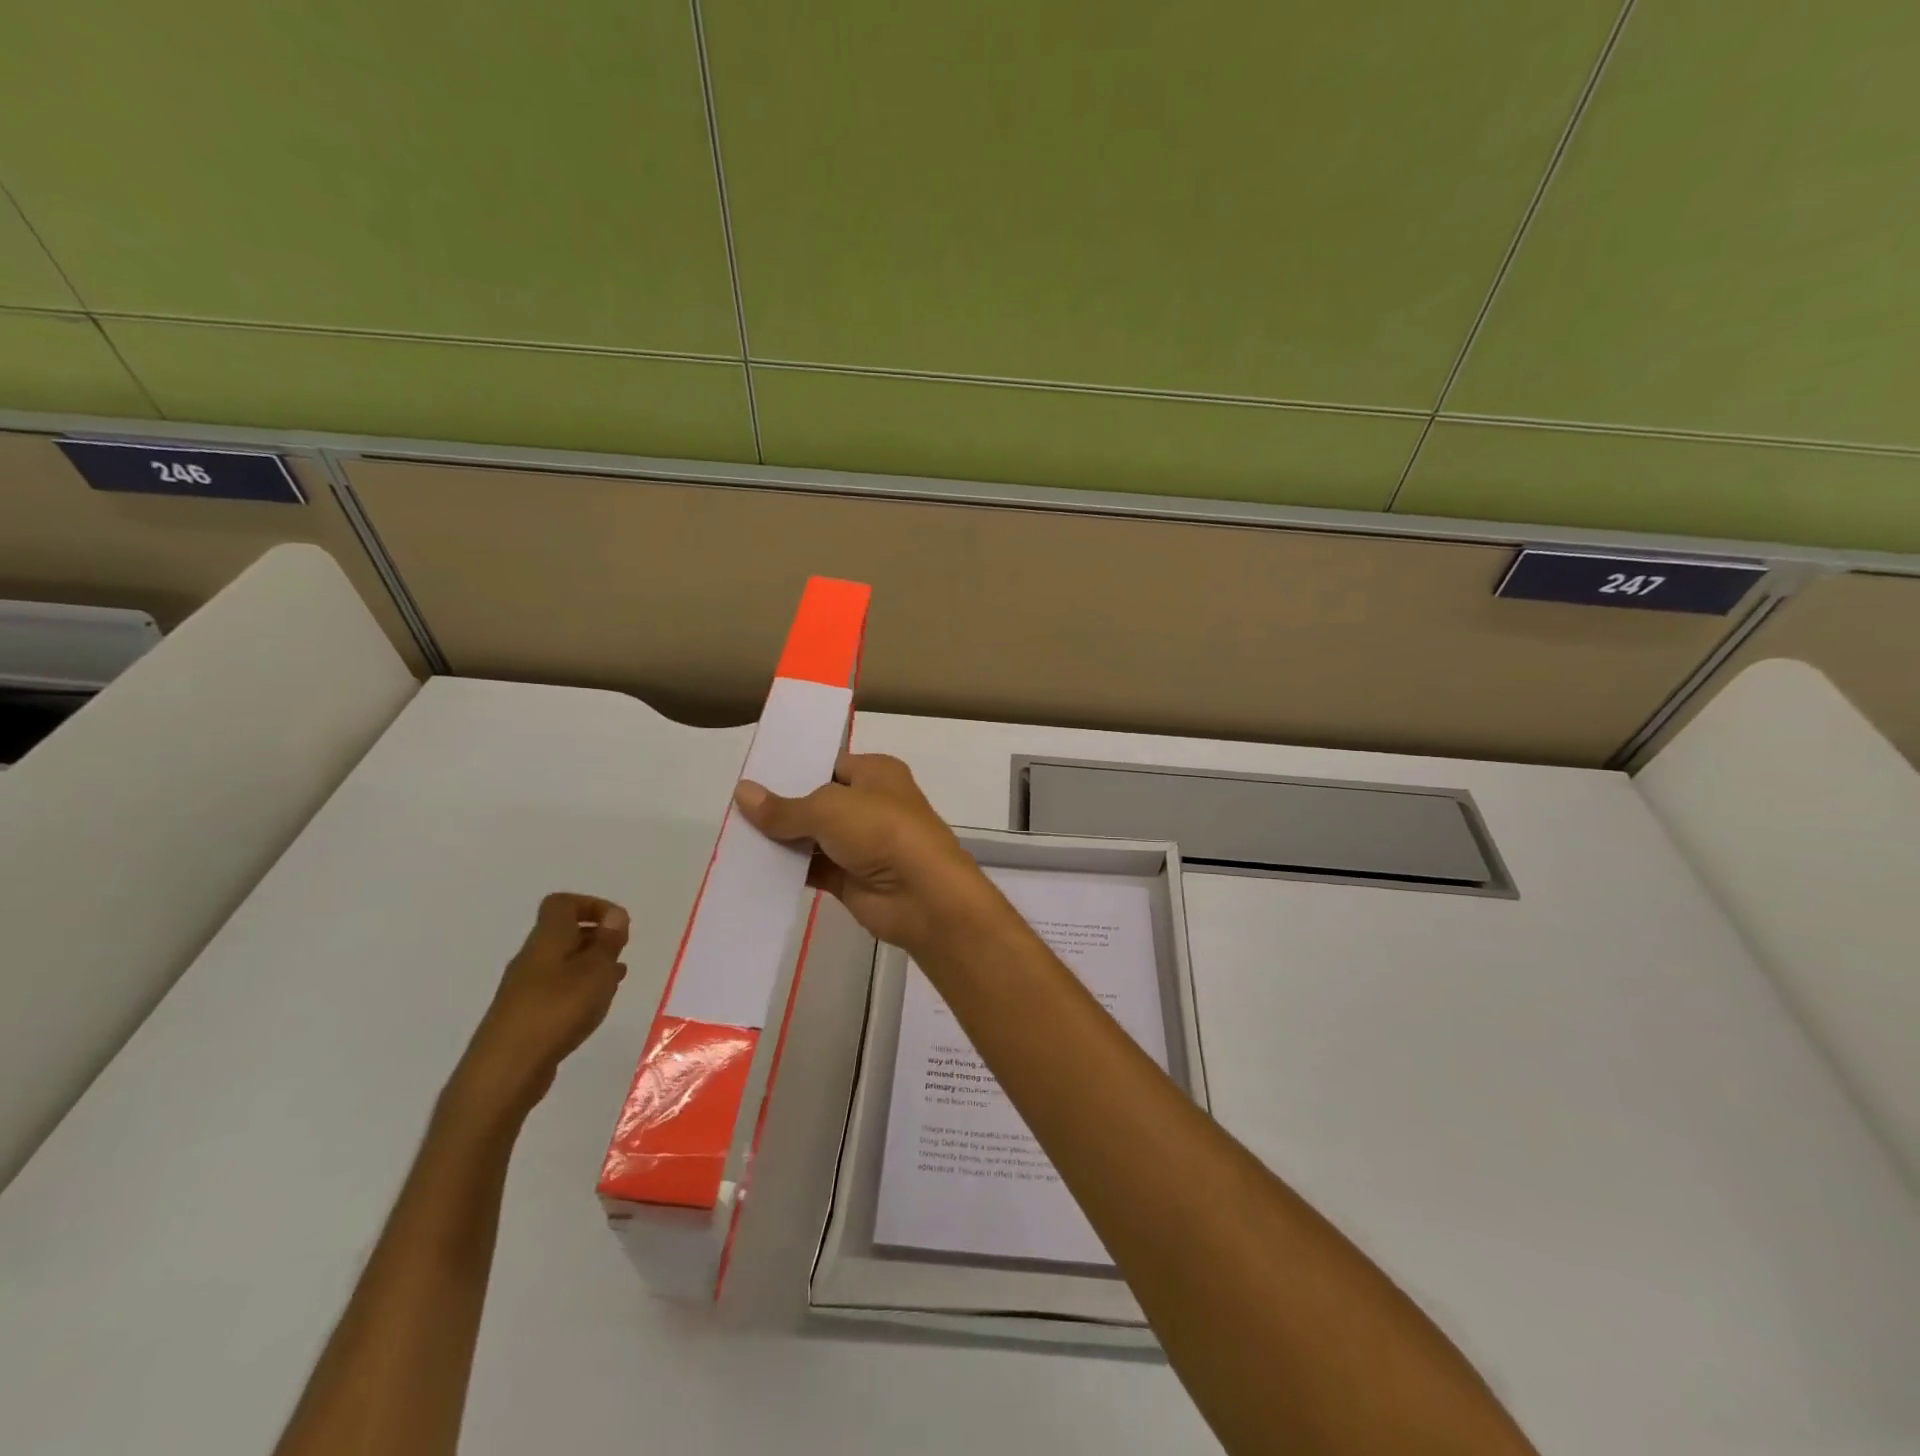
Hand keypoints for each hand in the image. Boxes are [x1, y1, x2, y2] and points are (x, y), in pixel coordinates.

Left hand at [450, 893, 629, 1123]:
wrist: (506, 1070)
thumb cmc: (557, 1010)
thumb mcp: (595, 970)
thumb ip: (608, 941)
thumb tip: (615, 915)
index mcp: (547, 939)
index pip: (562, 904)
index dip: (592, 906)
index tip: (617, 925)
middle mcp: (532, 958)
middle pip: (563, 933)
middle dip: (596, 937)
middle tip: (621, 952)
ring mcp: (525, 988)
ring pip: (563, 962)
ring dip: (591, 965)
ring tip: (616, 979)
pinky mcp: (526, 1015)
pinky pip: (558, 989)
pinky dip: (580, 989)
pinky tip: (595, 1005)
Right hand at [734, 752, 1003, 961]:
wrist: (923, 896)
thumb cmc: (882, 831)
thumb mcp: (828, 809)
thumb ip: (784, 808)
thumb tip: (742, 792)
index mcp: (875, 773)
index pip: (828, 763)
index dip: (794, 769)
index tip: (752, 775)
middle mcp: (870, 804)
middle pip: (817, 802)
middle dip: (781, 806)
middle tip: (732, 808)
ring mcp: (861, 844)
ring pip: (812, 837)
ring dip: (780, 841)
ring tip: (732, 837)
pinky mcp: (851, 878)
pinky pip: (812, 869)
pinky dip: (787, 870)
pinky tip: (751, 868)